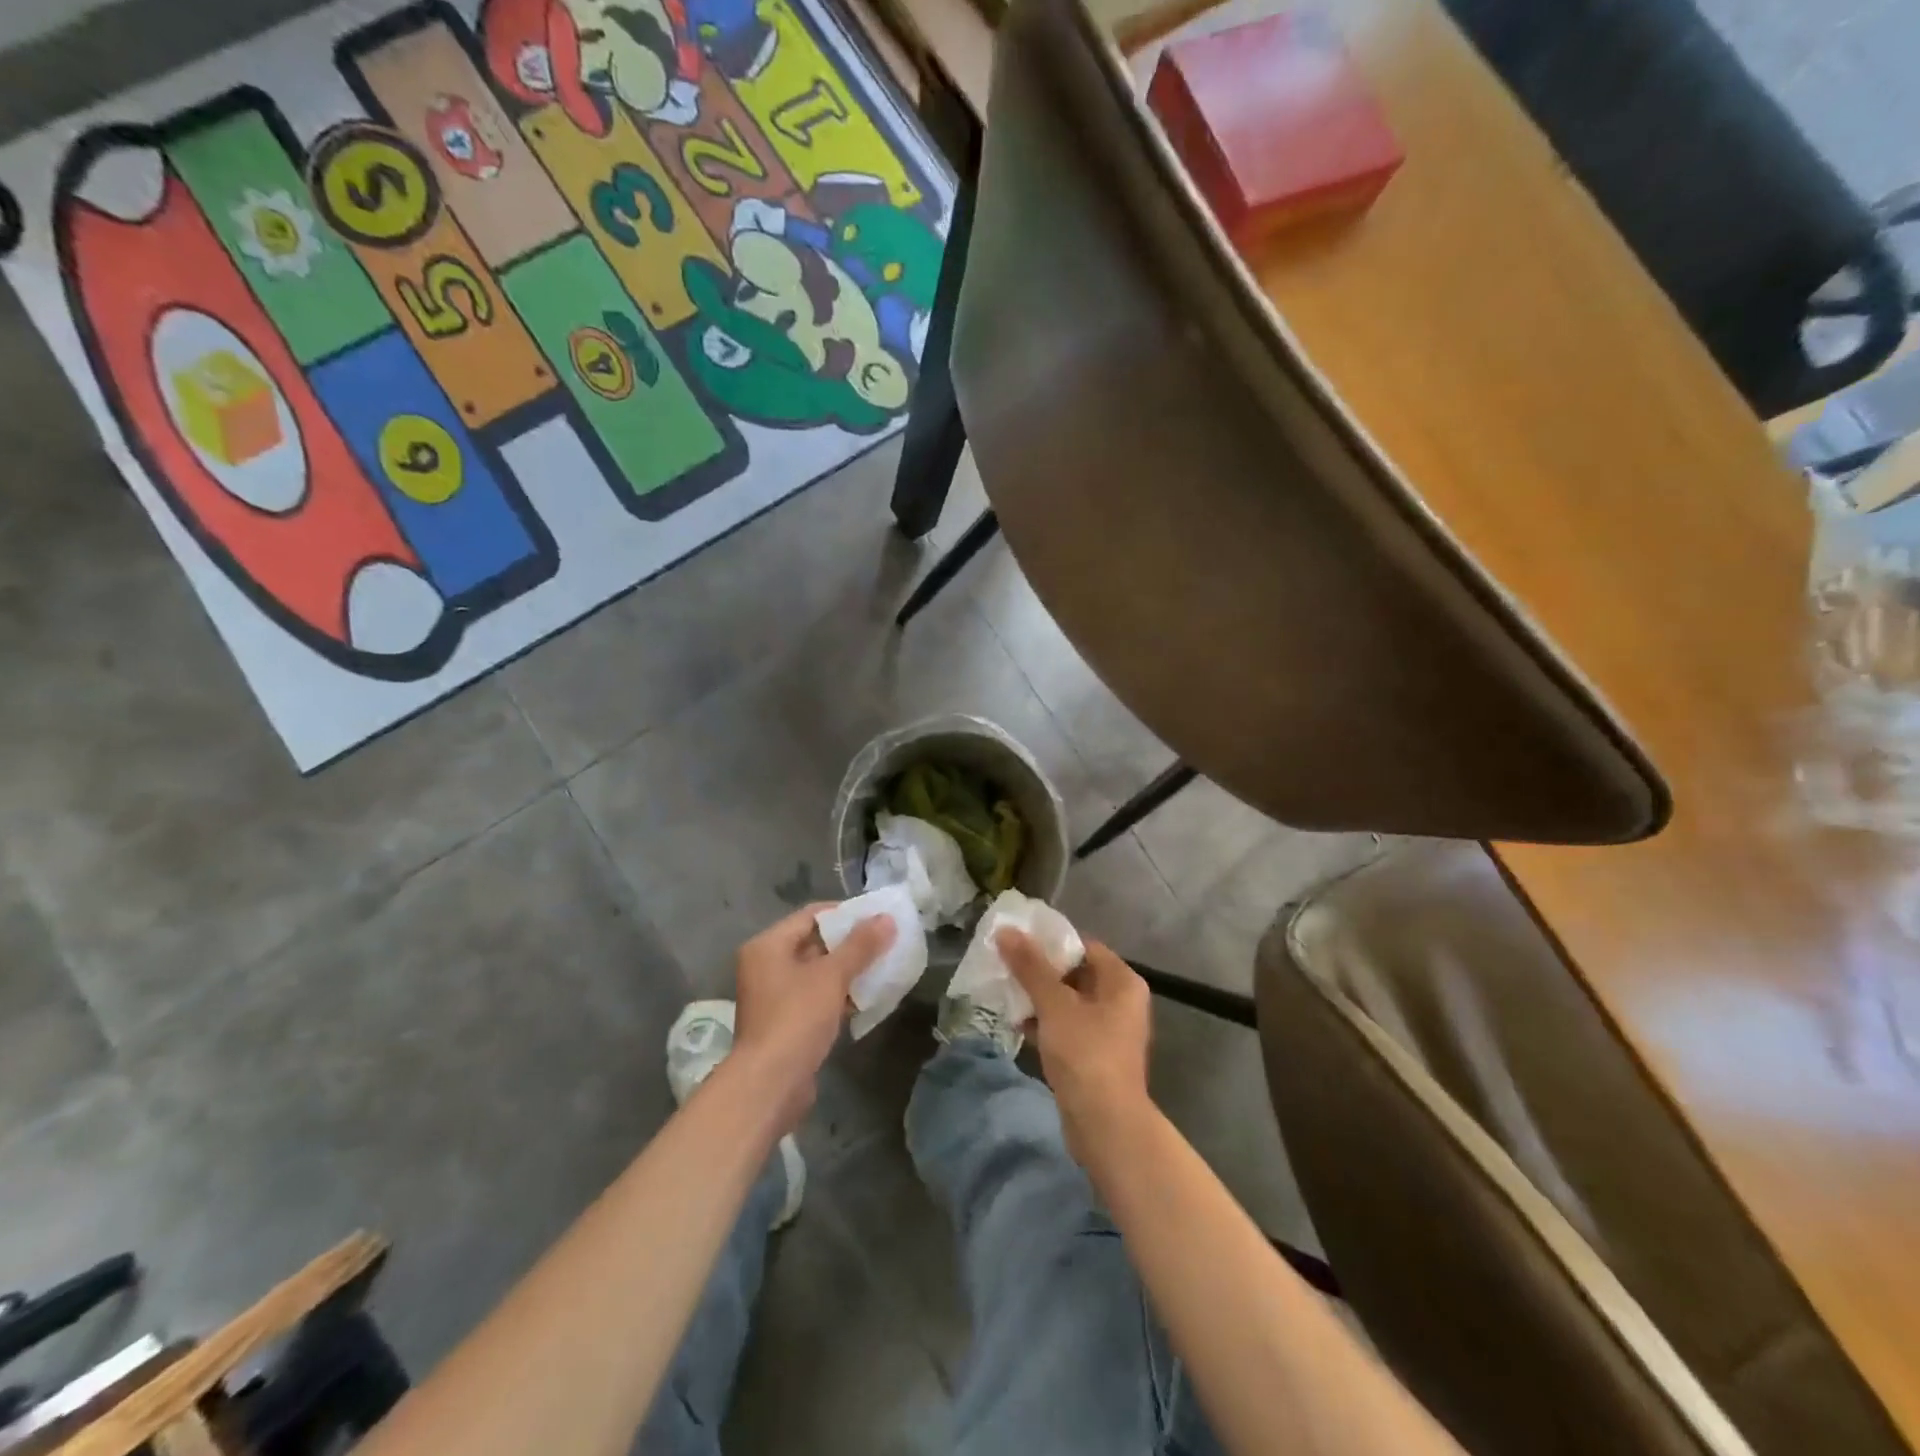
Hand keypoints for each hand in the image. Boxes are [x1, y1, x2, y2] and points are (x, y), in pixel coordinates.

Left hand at [732, 905, 895, 1132]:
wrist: (770, 1085)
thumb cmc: (796, 1018)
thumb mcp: (832, 976)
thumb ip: (860, 946)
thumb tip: (886, 918)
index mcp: (768, 946)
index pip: (811, 915)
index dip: (845, 914)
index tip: (877, 917)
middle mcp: (767, 966)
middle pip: (815, 943)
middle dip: (851, 944)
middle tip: (886, 941)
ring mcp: (775, 997)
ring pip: (819, 973)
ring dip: (849, 971)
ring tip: (884, 966)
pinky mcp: (787, 1023)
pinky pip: (818, 998)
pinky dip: (841, 995)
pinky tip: (869, 997)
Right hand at [999, 932, 1152, 1164]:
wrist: (1105, 1125)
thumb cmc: (1085, 1054)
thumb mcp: (1055, 1005)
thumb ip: (1030, 966)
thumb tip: (1006, 931)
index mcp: (1122, 982)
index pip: (1084, 946)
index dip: (1051, 941)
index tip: (1018, 940)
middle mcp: (1121, 1001)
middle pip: (1076, 973)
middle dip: (1040, 970)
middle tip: (1006, 963)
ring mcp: (1108, 1031)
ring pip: (1069, 1002)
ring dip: (1039, 997)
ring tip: (1005, 990)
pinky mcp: (1094, 1056)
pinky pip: (1067, 1027)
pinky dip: (1045, 1023)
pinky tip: (1016, 1022)